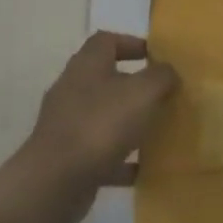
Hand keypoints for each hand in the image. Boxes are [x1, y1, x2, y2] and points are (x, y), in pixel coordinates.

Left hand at [0, 31, 178, 222]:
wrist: (54, 182)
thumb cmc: (101, 125)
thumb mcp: (143, 92)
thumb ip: (161, 76)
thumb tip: (168, 71)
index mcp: (87, 66)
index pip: (106, 40)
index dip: (132, 43)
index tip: (157, 56)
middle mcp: (73, 90)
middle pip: (105, 78)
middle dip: (135, 85)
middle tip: (163, 93)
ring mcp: (67, 125)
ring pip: (104, 116)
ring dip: (130, 121)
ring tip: (158, 129)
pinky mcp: (68, 157)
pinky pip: (101, 151)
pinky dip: (122, 158)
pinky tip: (144, 167)